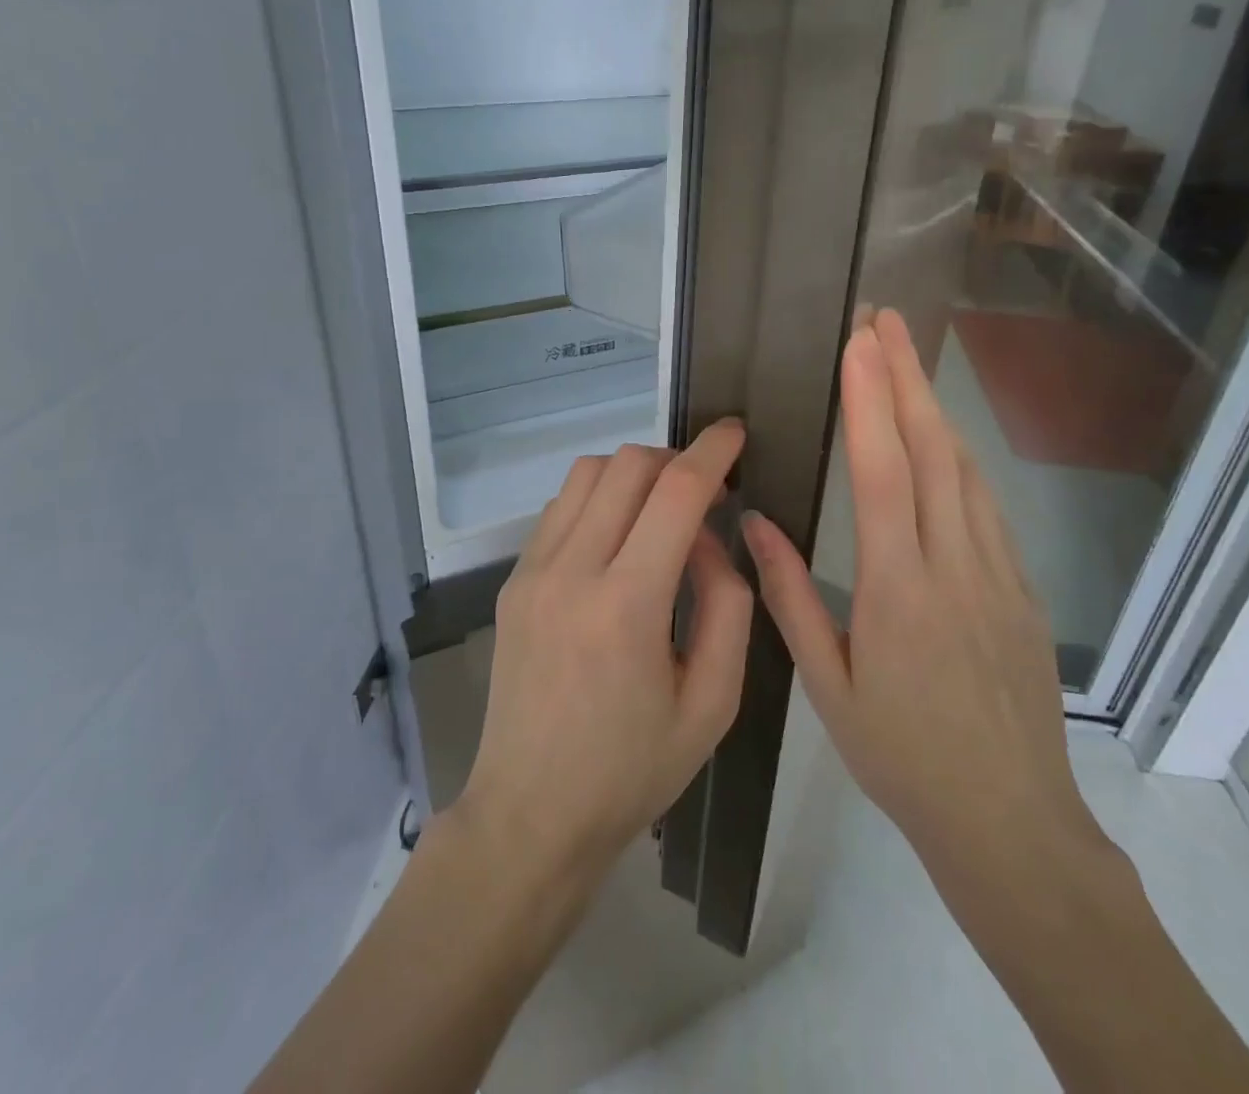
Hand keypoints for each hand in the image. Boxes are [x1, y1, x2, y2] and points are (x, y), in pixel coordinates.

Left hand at [456, 421, 752, 883]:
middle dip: (675, 459)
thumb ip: (727, 604)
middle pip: (626, 465)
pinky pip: (560, 507)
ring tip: (661, 512)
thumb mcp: (713, 702)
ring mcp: (532, 572)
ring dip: (633, 474)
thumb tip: (711, 537)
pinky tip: (617, 539)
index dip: (713, 451)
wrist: (530, 814)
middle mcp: (571, 571)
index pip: (676, 492)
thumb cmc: (632, 770)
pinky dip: (598, 499)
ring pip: (587, 474)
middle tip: (705, 491)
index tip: (736, 433)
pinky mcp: (513, 581)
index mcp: (627, 606)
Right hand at [742, 311, 1106, 891]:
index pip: (885, 473)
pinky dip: (962, 457)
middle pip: (933, 451)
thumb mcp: (829, 686)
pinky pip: (988, 505)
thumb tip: (756, 524)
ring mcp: (998, 574)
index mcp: (899, 590)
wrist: (1011, 822)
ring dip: (935, 407)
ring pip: (967, 470)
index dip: (871, 401)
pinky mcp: (1022, 588)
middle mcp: (954, 566)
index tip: (859, 344)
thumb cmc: (903, 757)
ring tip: (908, 360)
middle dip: (906, 377)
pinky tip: (946, 439)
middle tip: (886, 321)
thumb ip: (791, 599)